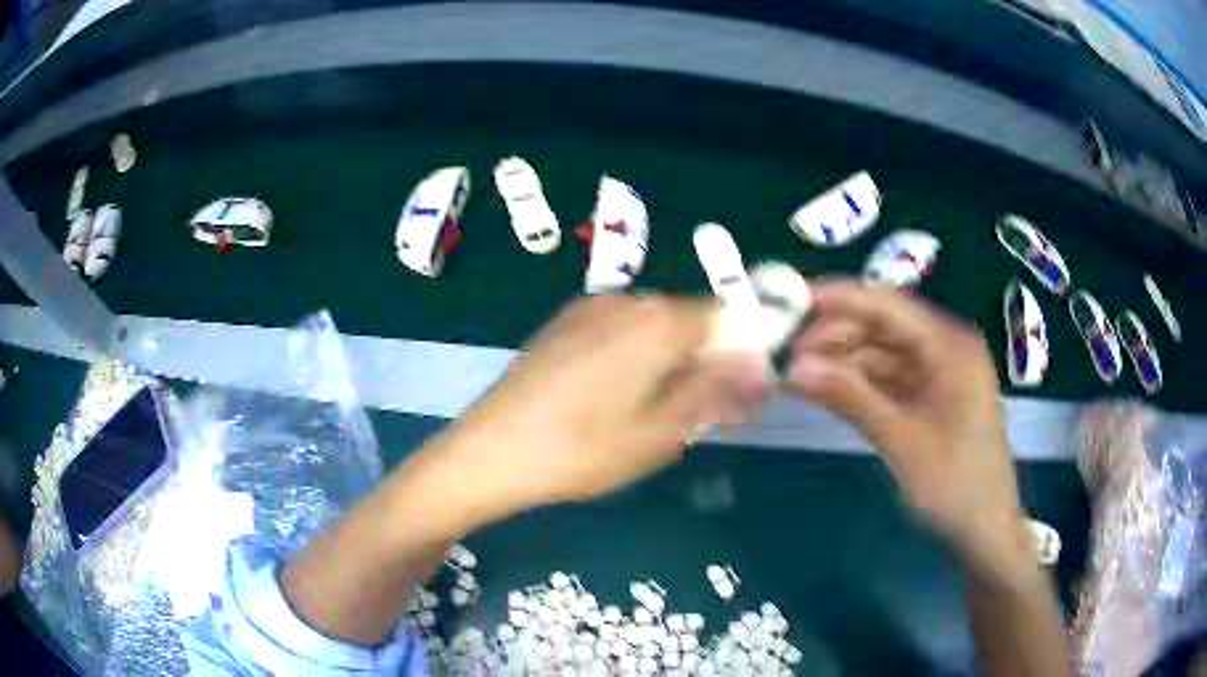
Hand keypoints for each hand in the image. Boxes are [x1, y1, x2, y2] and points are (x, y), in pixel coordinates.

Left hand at [440, 295, 769, 515]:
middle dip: (705, 358)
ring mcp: (590, 308)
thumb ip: (715, 393)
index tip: (740, 391)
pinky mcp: (563, 322)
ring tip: (650, 410)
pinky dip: (634, 353)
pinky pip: (619, 328)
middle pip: (689, 318)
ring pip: (654, 324)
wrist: (489, 452)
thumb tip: (759, 370)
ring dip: (669, 358)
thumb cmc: (580, 452)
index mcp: (658, 322)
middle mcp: (627, 300)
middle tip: (696, 412)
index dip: (742, 351)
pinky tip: (611, 395)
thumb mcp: (661, 434)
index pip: (726, 317)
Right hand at [786, 281, 1029, 570]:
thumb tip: (794, 368)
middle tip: (786, 351)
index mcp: (950, 347)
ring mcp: (939, 373)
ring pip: (882, 352)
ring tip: (796, 373)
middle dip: (836, 334)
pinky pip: (889, 378)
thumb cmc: (955, 485)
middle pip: (883, 325)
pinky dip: (858, 384)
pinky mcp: (931, 396)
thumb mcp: (902, 441)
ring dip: (842, 361)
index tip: (791, 301)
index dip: (839, 299)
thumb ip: (851, 398)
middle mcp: (945, 348)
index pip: (888, 305)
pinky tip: (825, 390)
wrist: (985, 529)